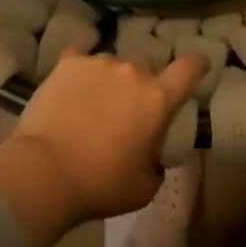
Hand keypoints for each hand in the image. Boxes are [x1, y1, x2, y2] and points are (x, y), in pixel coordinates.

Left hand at [0, 49, 206, 246]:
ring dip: (110, 80)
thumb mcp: (144, 187)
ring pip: (112, 64)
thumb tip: (153, 155)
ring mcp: (98, 62)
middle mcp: (132, 71)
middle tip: (128, 110)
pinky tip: (71, 88)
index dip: (197, 64)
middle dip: (141, 84)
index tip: (200, 64)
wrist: (45, 171)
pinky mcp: (67, 62)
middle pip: (145, 67)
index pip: (188, 69)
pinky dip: (80, 71)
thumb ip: (157, 162)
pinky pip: (80, 59)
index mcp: (157, 99)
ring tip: (93, 105)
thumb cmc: (101, 184)